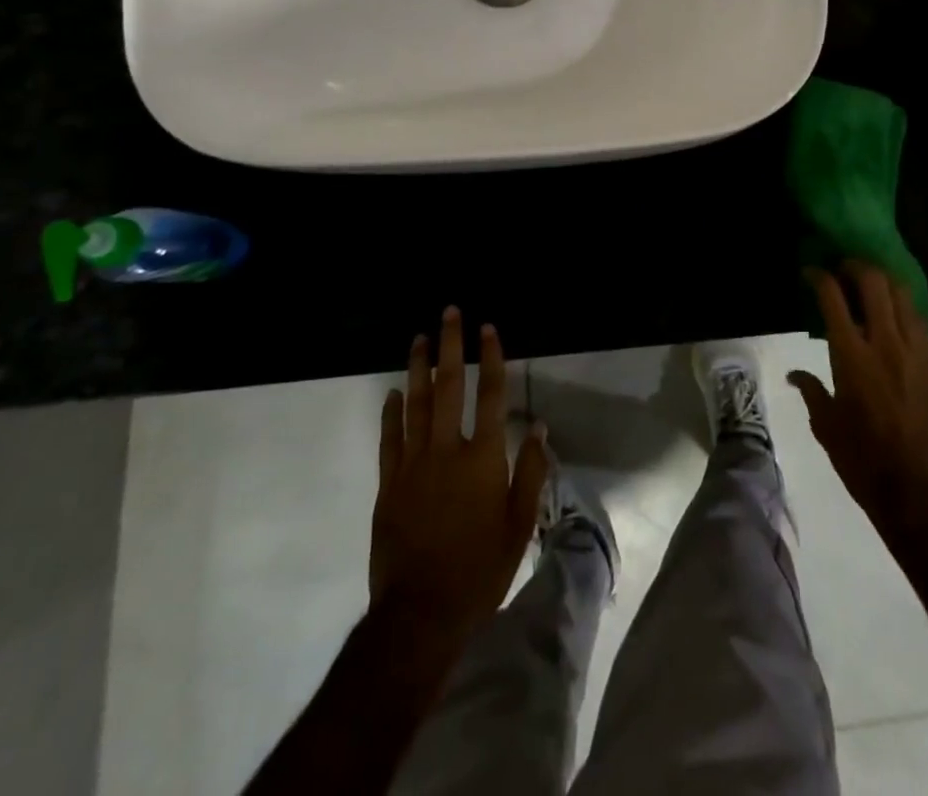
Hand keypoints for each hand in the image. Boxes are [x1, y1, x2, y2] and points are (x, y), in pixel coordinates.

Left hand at [368, 307, 546, 640]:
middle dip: (451, 346)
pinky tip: (393, 392)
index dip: (492, 358)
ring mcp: (413, 465)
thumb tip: (538, 427)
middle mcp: (447, 451)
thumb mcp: (519, 525)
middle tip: (449, 313)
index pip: (491, 394)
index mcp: (483, 459)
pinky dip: (391, 413)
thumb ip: (530, 472)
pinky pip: (389, 439)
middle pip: (450, 387)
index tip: (489, 328)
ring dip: (419, 368)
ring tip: (419, 338)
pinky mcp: (389, 484)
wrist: (420, 613)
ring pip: (416, 404)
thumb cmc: (480, 569)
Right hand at [789, 262, 927, 540]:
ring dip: (884, 282)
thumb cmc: (863, 461)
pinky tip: (893, 321)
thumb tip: (795, 375)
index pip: (833, 298)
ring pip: (903, 296)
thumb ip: (811, 391)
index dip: (820, 276)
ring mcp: (917, 353)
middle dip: (856, 266)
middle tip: (843, 269)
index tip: (811, 271)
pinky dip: (902, 311)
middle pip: (874, 282)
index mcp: (852, 357)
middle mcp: (886, 344)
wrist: (919, 492)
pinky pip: (919, 324)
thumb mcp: (826, 426)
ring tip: (870, 286)